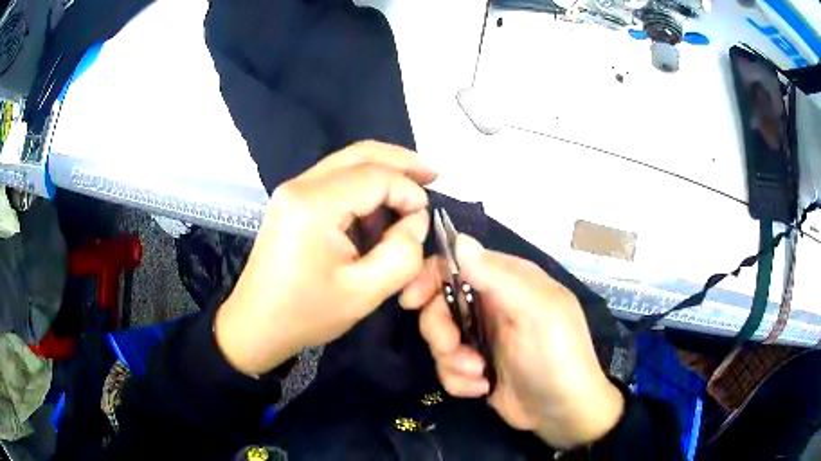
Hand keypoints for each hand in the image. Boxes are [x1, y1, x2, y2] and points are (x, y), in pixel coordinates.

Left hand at [215, 141, 436, 375]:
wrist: (256, 324)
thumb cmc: (306, 314)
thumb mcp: (365, 293)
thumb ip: (402, 254)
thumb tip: (415, 220)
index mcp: (314, 205)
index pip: (375, 176)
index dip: (408, 190)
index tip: (425, 218)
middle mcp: (300, 185)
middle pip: (360, 154)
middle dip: (401, 161)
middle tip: (433, 175)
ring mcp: (292, 190)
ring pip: (347, 162)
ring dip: (382, 172)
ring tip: (412, 192)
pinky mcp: (292, 201)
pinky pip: (334, 180)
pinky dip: (363, 187)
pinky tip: (378, 210)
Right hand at [400, 234, 623, 447]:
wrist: (563, 413)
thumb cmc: (556, 356)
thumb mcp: (534, 312)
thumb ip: (496, 277)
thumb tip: (458, 239)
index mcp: (508, 281)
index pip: (458, 263)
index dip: (430, 278)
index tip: (411, 301)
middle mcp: (492, 305)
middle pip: (439, 304)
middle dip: (441, 330)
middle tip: (453, 348)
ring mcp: (483, 338)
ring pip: (440, 340)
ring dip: (452, 361)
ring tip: (479, 376)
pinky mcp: (475, 367)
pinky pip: (447, 367)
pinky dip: (459, 381)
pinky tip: (482, 388)